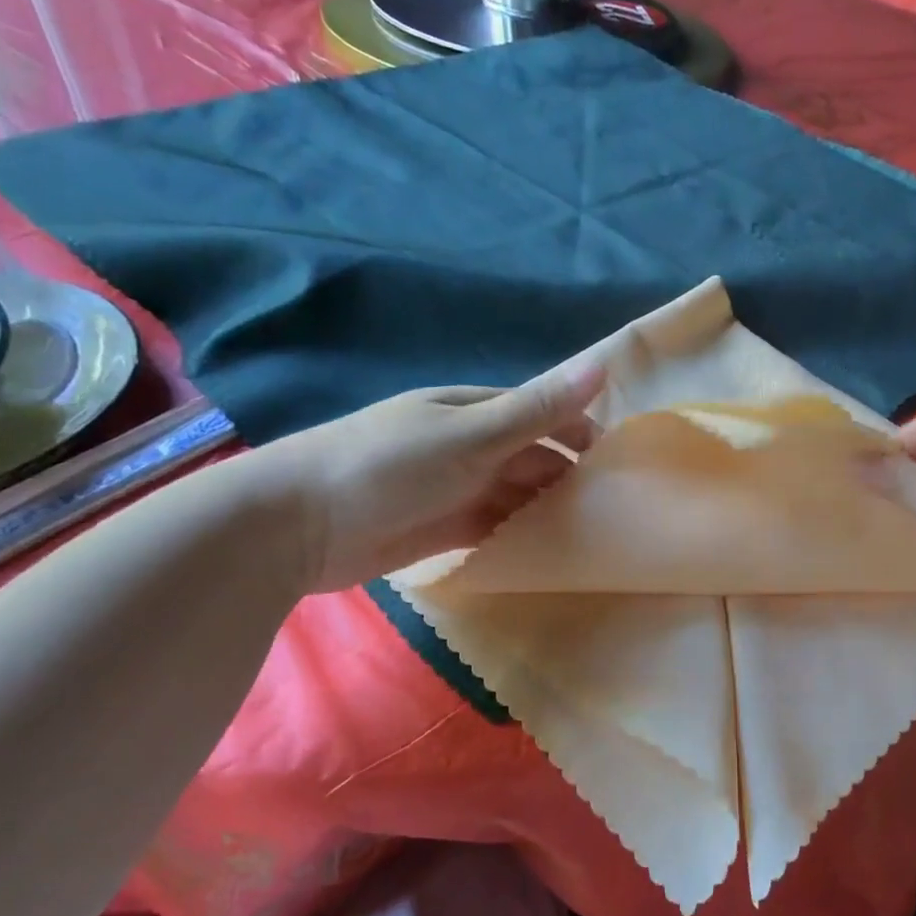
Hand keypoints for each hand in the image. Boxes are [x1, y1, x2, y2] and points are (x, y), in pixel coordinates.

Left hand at [248, 362, 605, 594]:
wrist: (297, 526)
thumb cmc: (387, 467)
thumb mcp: (469, 435)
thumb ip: (536, 409)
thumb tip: (602, 365)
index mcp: (473, 410)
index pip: (541, 413)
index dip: (581, 432)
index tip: (618, 464)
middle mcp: (469, 445)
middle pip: (533, 456)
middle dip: (570, 476)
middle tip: (616, 508)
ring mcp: (456, 488)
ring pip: (518, 494)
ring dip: (550, 508)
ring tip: (595, 533)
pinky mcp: (444, 528)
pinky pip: (496, 527)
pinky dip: (522, 535)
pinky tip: (551, 551)